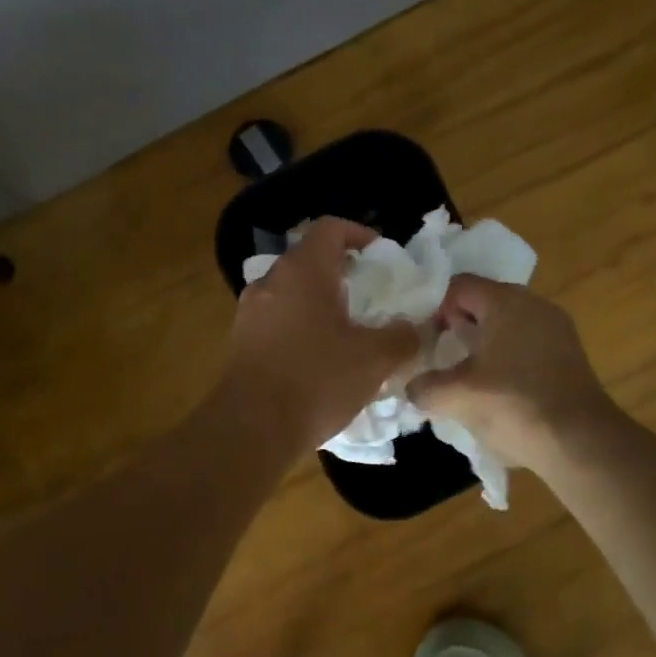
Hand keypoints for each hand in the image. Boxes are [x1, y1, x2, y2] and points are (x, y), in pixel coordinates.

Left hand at [225, 217, 422, 452]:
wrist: (252, 428)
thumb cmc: (317, 379)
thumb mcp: (374, 359)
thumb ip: (401, 337)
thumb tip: (414, 329)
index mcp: (303, 270)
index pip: (330, 228)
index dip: (359, 234)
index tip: (380, 255)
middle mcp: (271, 281)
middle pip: (309, 259)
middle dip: (341, 273)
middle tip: (369, 297)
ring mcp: (250, 311)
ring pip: (291, 291)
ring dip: (319, 301)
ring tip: (347, 330)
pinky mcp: (240, 340)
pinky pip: (277, 319)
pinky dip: (300, 326)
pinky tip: (319, 358)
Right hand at [407, 276, 617, 474]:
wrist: (580, 442)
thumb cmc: (514, 405)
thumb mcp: (457, 397)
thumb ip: (424, 387)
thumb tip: (412, 387)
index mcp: (506, 300)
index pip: (458, 286)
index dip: (433, 308)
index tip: (421, 339)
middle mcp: (533, 303)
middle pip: (483, 302)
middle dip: (457, 327)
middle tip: (438, 356)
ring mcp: (556, 328)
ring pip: (506, 324)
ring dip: (482, 344)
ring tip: (464, 375)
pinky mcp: (568, 354)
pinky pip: (526, 343)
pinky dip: (506, 357)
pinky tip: (496, 388)